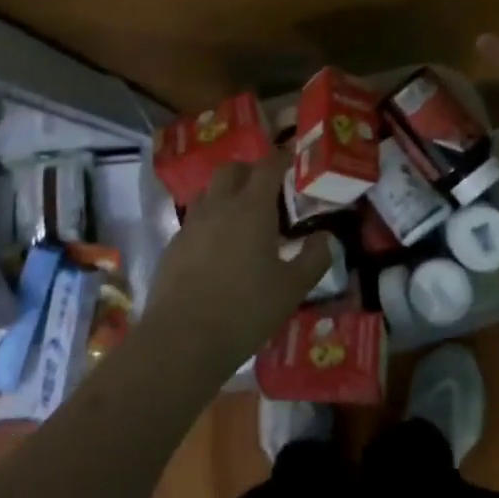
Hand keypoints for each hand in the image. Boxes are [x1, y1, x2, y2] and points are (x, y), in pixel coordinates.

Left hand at [141, 149, 331, 376]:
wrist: (182, 341)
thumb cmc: (246, 310)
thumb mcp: (292, 288)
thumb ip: (314, 258)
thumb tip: (326, 237)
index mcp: (252, 208)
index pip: (268, 166)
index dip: (282, 157)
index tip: (294, 156)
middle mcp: (218, 207)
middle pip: (231, 170)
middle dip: (250, 171)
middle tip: (268, 190)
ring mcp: (191, 225)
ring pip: (208, 192)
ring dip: (226, 194)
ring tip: (242, 218)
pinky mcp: (172, 247)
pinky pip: (194, 221)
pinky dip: (209, 222)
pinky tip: (218, 250)